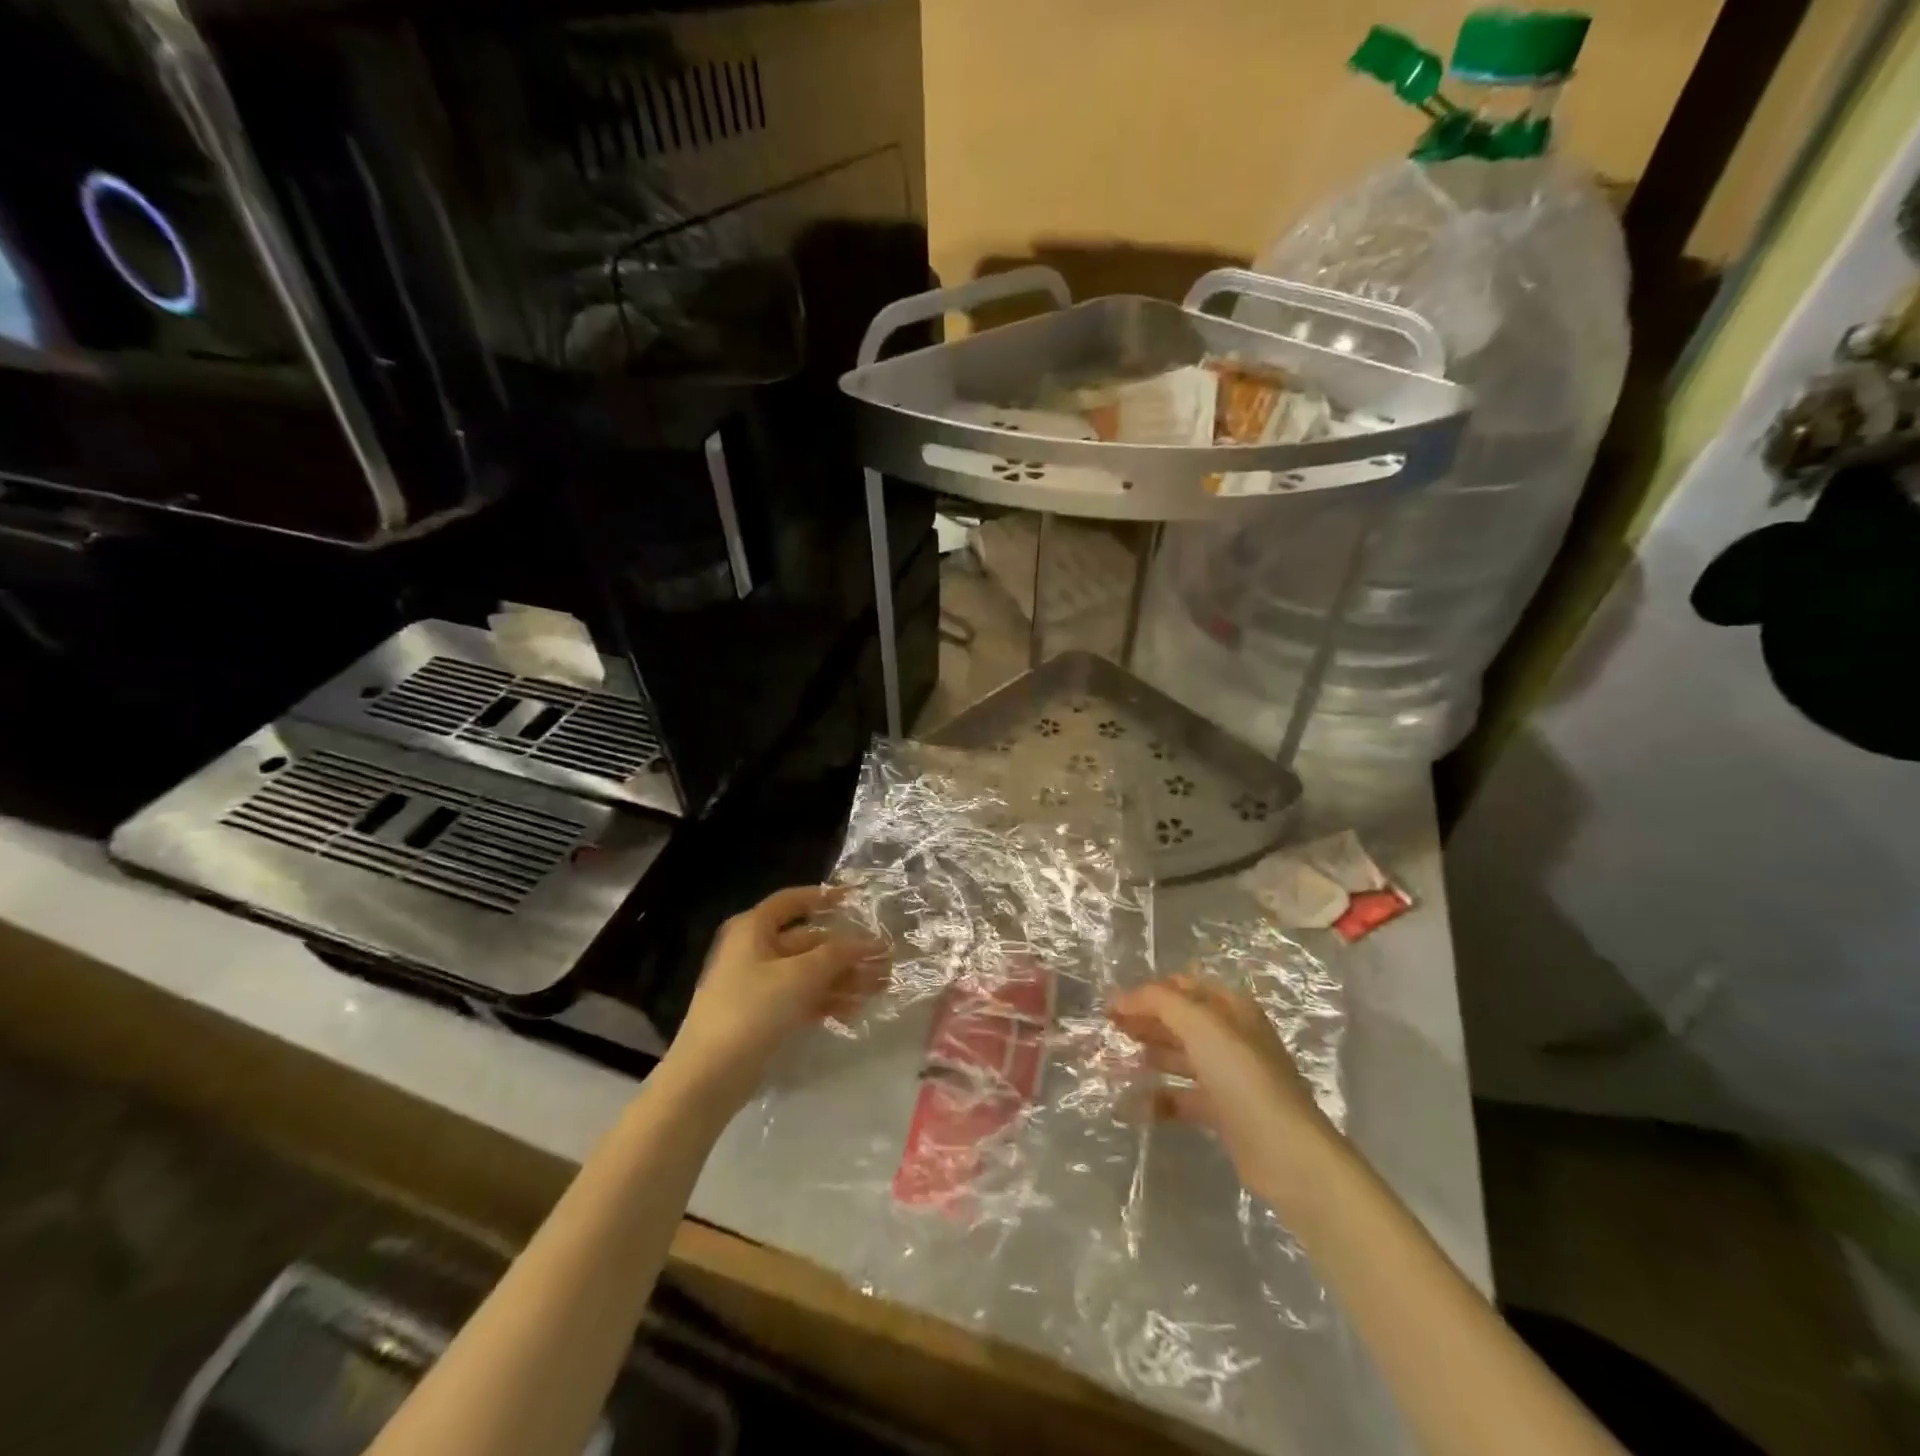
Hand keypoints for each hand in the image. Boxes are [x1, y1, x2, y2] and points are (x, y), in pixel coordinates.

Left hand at [666, 885, 888, 1105]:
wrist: (708, 1076)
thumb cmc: (752, 1009)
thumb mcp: (800, 975)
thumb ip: (838, 954)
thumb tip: (870, 943)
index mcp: (753, 929)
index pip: (792, 901)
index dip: (824, 897)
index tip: (856, 899)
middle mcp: (753, 950)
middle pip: (807, 941)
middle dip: (845, 951)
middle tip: (883, 960)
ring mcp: (756, 985)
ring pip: (807, 972)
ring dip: (842, 978)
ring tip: (878, 988)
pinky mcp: (761, 1015)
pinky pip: (800, 998)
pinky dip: (825, 1000)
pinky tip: (853, 1011)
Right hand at [1110, 973, 1337, 1202]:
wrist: (1287, 1153)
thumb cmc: (1243, 1076)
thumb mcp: (1200, 1025)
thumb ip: (1158, 1002)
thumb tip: (1118, 997)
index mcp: (1231, 1008)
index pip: (1181, 986)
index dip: (1146, 992)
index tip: (1111, 1004)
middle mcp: (1230, 1036)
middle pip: (1178, 1020)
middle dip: (1143, 1021)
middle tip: (1107, 1030)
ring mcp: (1228, 1075)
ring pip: (1178, 1056)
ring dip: (1147, 1056)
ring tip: (1112, 1062)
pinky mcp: (1223, 1112)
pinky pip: (1182, 1097)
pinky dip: (1158, 1099)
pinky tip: (1131, 1106)